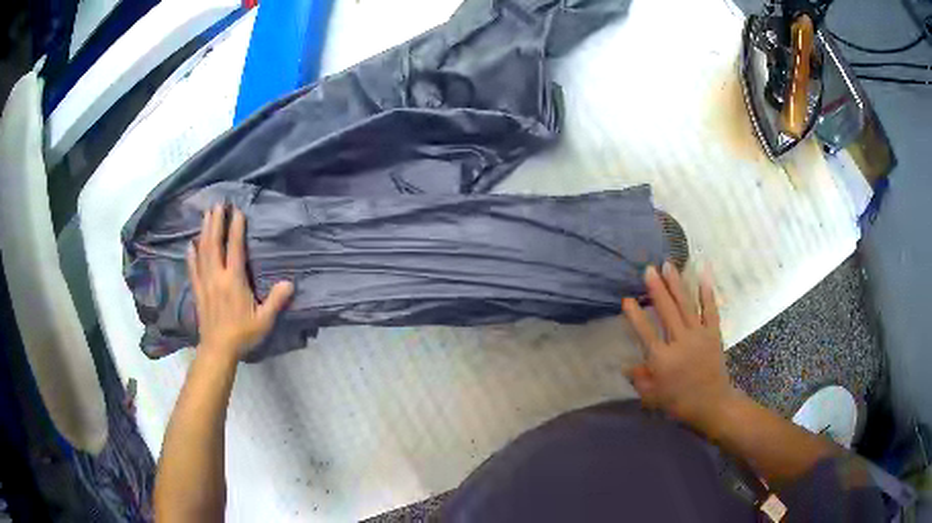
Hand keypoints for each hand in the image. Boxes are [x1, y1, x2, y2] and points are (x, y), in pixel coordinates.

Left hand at [187, 204, 293, 360]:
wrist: (218, 350)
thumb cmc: (242, 334)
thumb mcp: (264, 320)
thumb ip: (276, 301)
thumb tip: (289, 283)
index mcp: (234, 281)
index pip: (235, 248)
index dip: (235, 228)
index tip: (237, 211)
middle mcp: (217, 276)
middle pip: (214, 244)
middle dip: (216, 222)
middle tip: (218, 204)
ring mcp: (205, 282)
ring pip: (203, 252)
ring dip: (204, 231)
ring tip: (206, 215)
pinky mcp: (197, 291)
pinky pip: (192, 268)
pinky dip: (191, 254)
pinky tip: (190, 244)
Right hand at [622, 262, 738, 433]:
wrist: (713, 404)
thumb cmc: (680, 402)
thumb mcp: (653, 397)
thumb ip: (640, 379)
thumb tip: (625, 365)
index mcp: (663, 360)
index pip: (646, 333)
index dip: (635, 316)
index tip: (626, 299)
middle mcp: (681, 342)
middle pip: (667, 312)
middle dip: (656, 289)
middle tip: (648, 269)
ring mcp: (699, 336)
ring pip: (686, 305)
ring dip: (676, 284)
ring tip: (668, 265)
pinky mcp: (714, 333)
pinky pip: (711, 309)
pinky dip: (707, 292)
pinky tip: (703, 274)